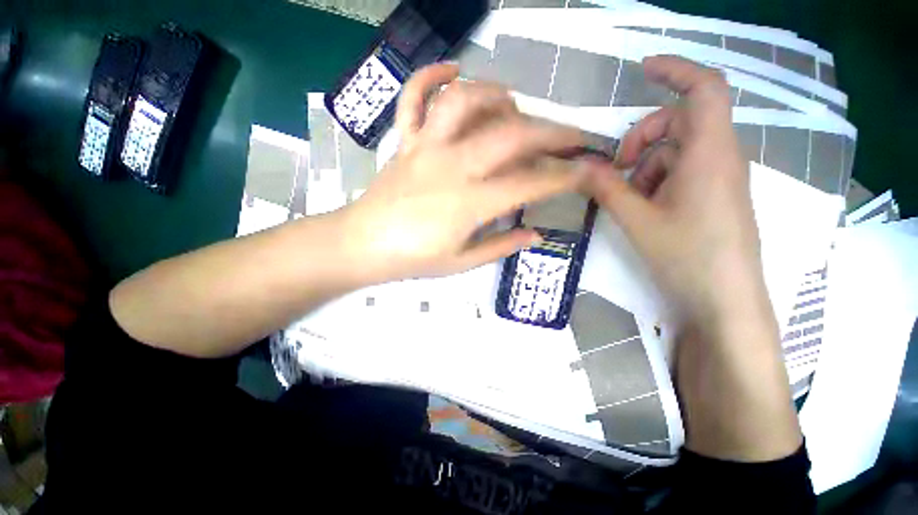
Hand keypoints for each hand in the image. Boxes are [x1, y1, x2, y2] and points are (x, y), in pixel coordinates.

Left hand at [340, 63, 601, 282]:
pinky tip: (452, 71)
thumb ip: (501, 246)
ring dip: (497, 96)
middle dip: (552, 132)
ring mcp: (426, 147)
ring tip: (514, 107)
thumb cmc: (412, 259)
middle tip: (573, 135)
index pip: (528, 184)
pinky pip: (414, 98)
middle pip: (511, 135)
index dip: (562, 177)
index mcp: (469, 203)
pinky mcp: (405, 141)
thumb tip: (535, 235)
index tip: (585, 171)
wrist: (363, 245)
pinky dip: (431, 76)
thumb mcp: (461, 263)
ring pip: (466, 102)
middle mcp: (453, 165)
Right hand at [585, 55, 772, 336]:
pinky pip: (683, 172)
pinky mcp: (714, 197)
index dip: (675, 70)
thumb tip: (579, 167)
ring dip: (646, 165)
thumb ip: (606, 188)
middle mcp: (719, 158)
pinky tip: (644, 208)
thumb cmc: (687, 256)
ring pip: (678, 150)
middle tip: (616, 167)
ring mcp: (719, 179)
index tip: (642, 69)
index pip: (703, 89)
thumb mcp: (637, 219)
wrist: (724, 301)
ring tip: (628, 198)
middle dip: (643, 136)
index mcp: (708, 153)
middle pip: (682, 121)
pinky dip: (657, 181)